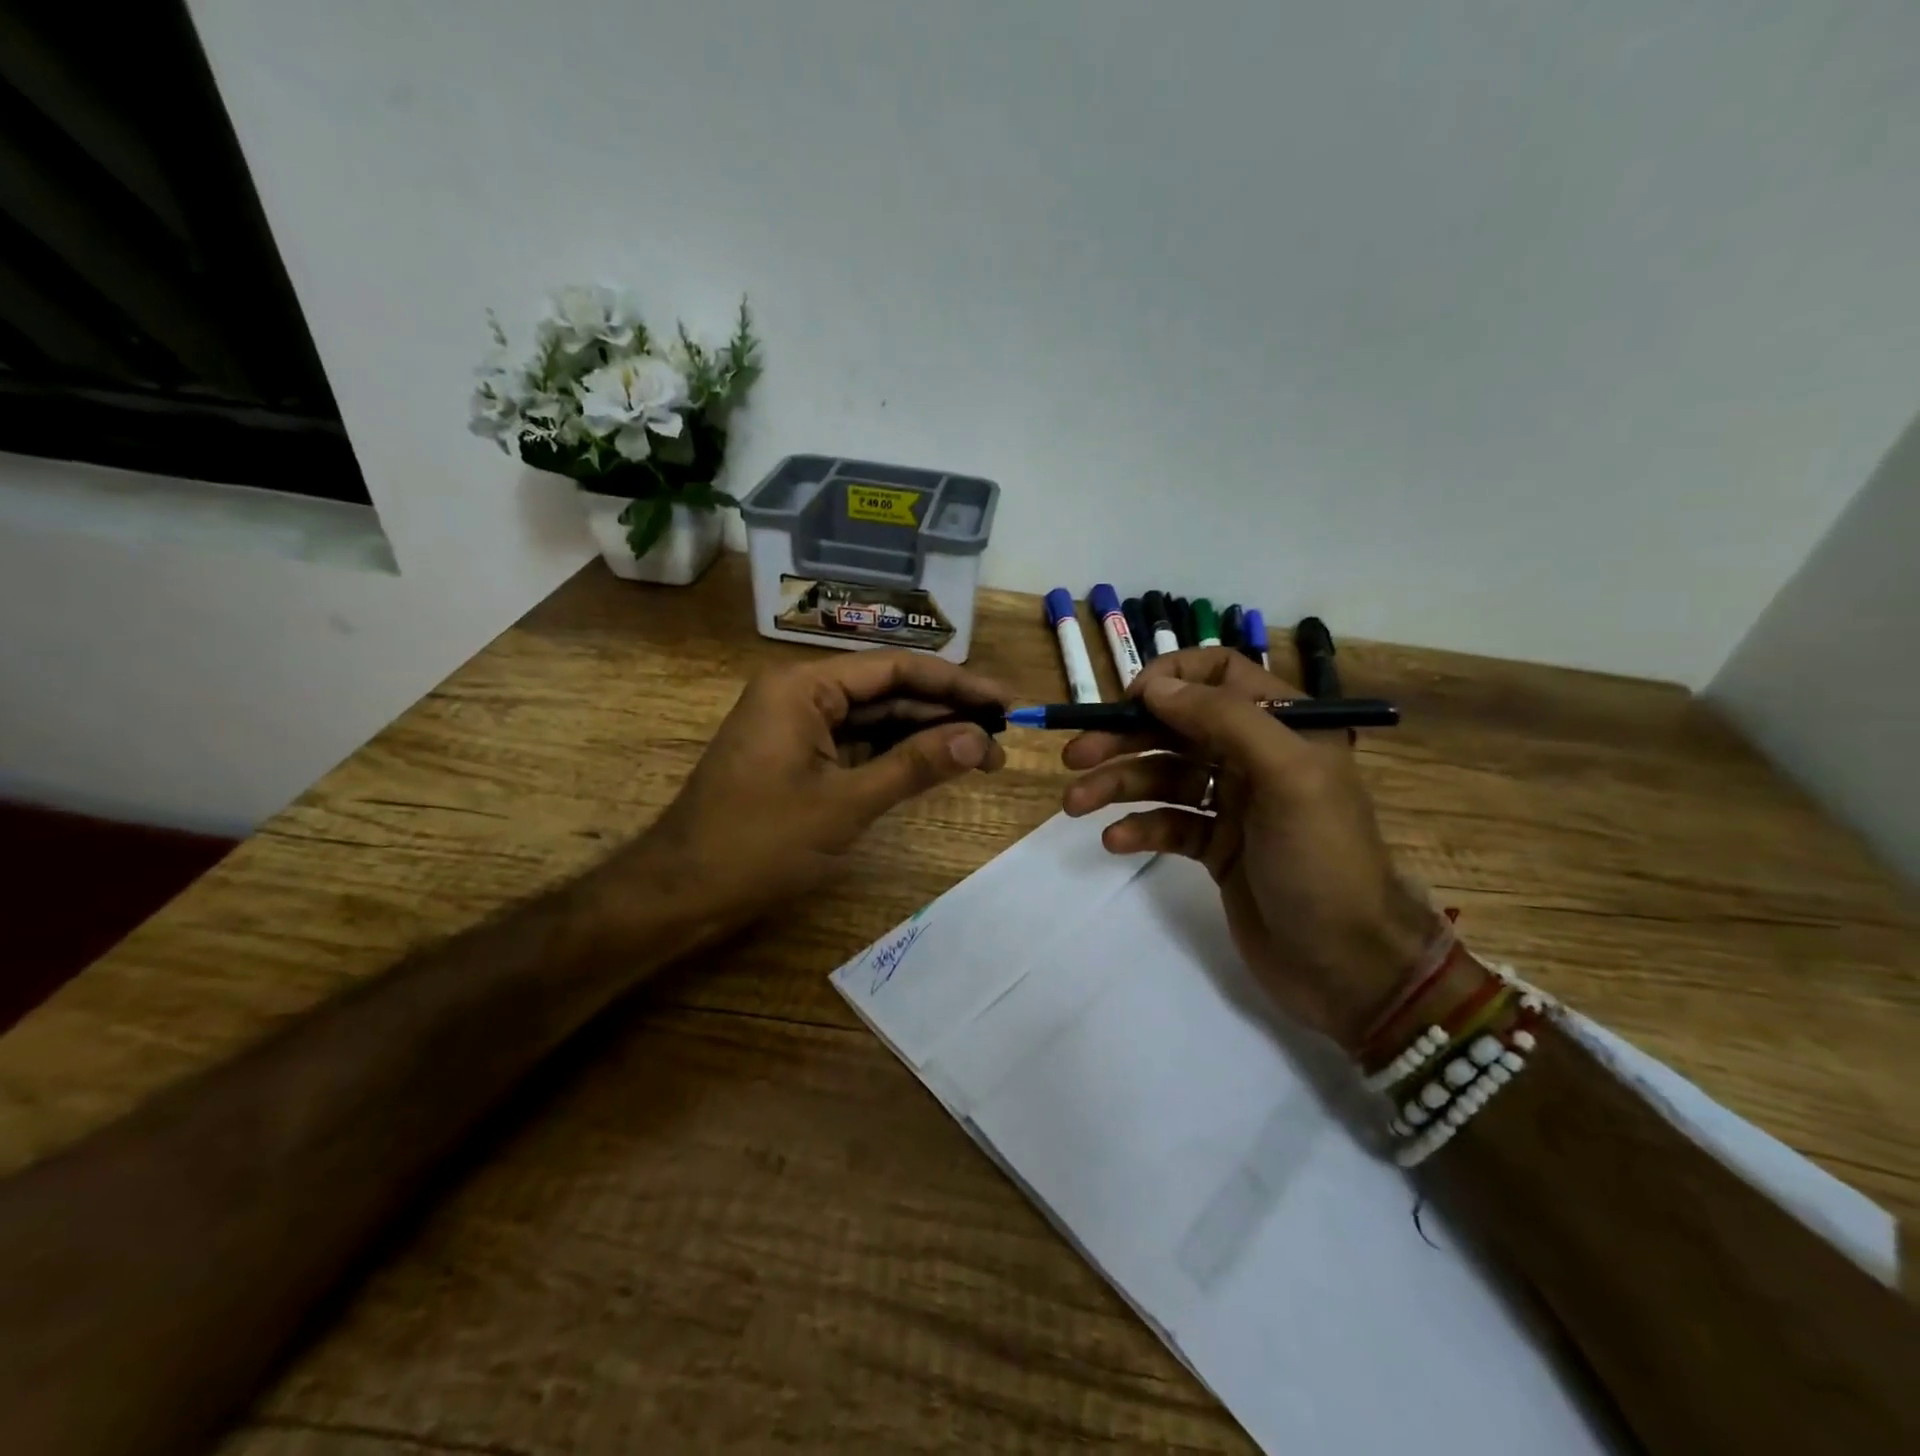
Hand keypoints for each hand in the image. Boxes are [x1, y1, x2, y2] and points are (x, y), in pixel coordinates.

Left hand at [607, 651, 1007, 940]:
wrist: (683, 891)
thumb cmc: (758, 843)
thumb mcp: (845, 804)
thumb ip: (915, 766)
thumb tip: (980, 741)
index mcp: (804, 685)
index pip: (896, 668)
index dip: (957, 683)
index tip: (1006, 701)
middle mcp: (801, 692)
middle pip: (889, 690)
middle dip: (946, 713)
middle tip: (1004, 736)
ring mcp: (798, 724)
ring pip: (876, 718)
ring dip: (926, 735)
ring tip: (983, 755)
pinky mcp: (799, 755)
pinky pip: (857, 743)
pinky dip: (896, 754)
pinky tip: (937, 764)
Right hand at [1060, 648, 1434, 1049]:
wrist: (1348, 965)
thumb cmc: (1322, 860)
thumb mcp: (1287, 775)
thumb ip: (1223, 719)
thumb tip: (1153, 685)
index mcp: (1283, 725)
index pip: (1220, 674)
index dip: (1171, 678)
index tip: (1129, 701)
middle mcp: (1256, 756)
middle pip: (1177, 728)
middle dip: (1125, 737)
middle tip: (1074, 756)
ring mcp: (1235, 805)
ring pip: (1164, 776)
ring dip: (1118, 784)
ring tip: (1075, 803)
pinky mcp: (1216, 847)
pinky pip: (1168, 823)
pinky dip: (1139, 827)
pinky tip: (1115, 841)